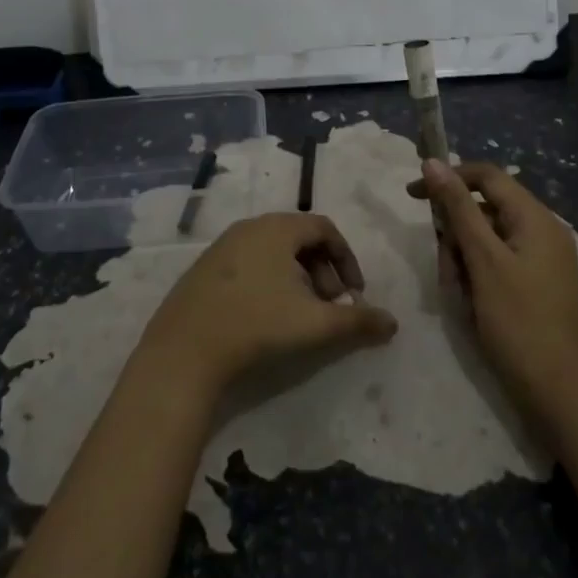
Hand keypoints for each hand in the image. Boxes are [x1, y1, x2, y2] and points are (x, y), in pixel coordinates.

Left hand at [137, 213, 397, 399]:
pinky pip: (249, 263)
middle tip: (330, 305)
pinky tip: (266, 316)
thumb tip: (393, 322)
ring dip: (297, 277)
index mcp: (277, 228)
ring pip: (273, 252)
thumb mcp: (316, 324)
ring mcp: (222, 246)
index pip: (324, 228)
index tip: (355, 293)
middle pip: (299, 238)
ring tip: (301, 314)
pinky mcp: (204, 268)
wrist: (184, 350)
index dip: (347, 259)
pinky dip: (269, 281)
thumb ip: (358, 321)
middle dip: (323, 271)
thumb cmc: (257, 325)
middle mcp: (249, 227)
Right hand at [409, 160, 577, 423]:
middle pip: (484, 209)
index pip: (486, 176)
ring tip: (462, 295)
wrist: (557, 392)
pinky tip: (472, 304)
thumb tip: (433, 162)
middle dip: (456, 234)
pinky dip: (477, 276)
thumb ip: (458, 208)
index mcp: (536, 218)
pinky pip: (496, 262)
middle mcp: (542, 231)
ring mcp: (541, 259)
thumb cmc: (518, 322)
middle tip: (449, 270)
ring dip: (463, 259)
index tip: (413, 196)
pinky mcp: (535, 283)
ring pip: (486, 239)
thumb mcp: (483, 260)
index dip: (448, 179)